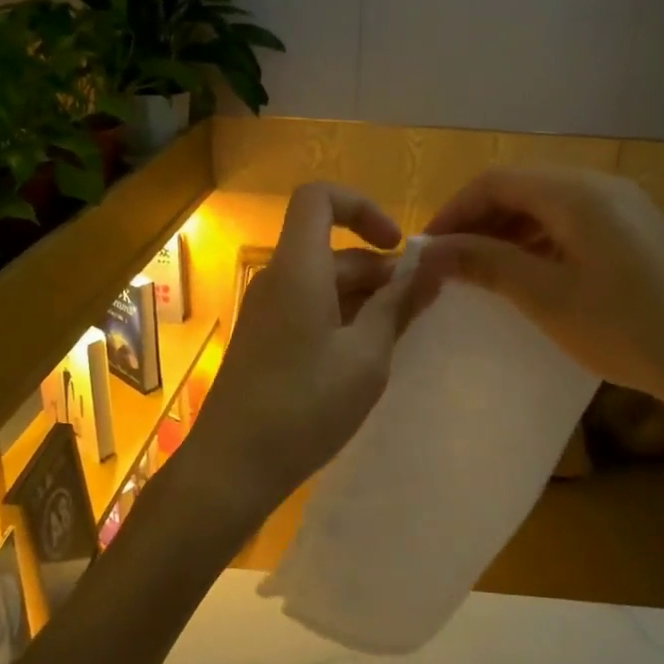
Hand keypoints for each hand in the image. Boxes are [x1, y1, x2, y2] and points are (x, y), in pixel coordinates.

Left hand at [182, 182, 419, 527]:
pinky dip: (343, 318)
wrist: (232, 465)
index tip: (397, 247)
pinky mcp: (264, 339)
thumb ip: (398, 304)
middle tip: (420, 308)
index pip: (318, 198)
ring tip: (399, 339)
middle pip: (330, 248)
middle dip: (379, 269)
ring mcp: (266, 310)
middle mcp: (277, 279)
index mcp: (297, 268)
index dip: (362, 207)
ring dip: (365, 298)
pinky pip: (309, 308)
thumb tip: (431, 264)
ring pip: (323, 282)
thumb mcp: (367, 355)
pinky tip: (366, 358)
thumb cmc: (305, 406)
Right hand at [418, 167, 663, 431]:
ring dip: (508, 230)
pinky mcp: (637, 231)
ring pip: (547, 204)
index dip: (455, 210)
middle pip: (522, 187)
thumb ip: (486, 264)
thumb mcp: (546, 297)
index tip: (429, 249)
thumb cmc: (625, 327)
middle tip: (451, 262)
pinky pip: (573, 221)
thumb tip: (433, 249)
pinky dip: (540, 240)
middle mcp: (600, 186)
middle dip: (479, 220)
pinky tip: (529, 274)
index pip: (495, 181)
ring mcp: (624, 206)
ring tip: (482, 271)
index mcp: (576, 192)